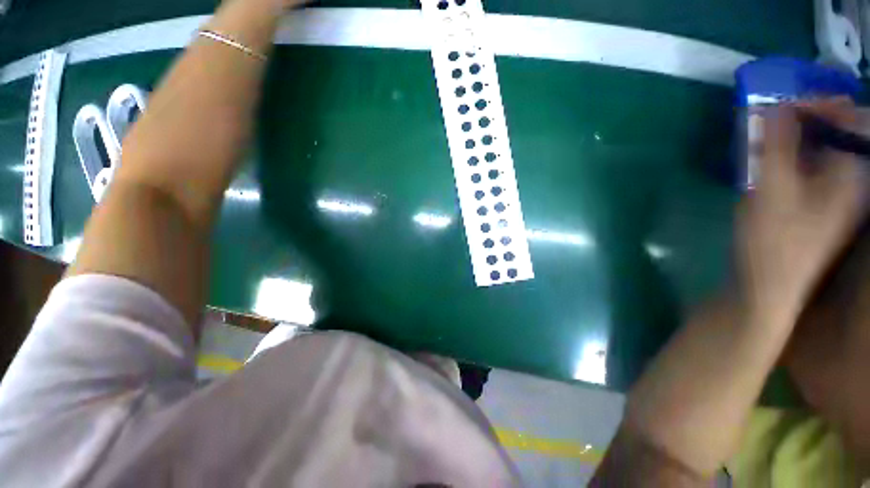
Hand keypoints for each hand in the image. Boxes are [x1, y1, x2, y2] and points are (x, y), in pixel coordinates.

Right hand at [737, 101, 868, 326]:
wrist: (768, 285)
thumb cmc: (774, 238)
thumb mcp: (772, 188)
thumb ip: (777, 144)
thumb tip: (776, 105)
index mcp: (851, 173)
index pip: (851, 120)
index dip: (822, 103)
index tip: (787, 99)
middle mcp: (852, 179)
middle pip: (838, 133)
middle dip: (808, 117)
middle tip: (775, 114)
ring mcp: (837, 193)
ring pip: (823, 149)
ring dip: (799, 136)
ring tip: (770, 134)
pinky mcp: (819, 204)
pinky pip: (813, 166)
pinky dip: (795, 155)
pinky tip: (774, 159)